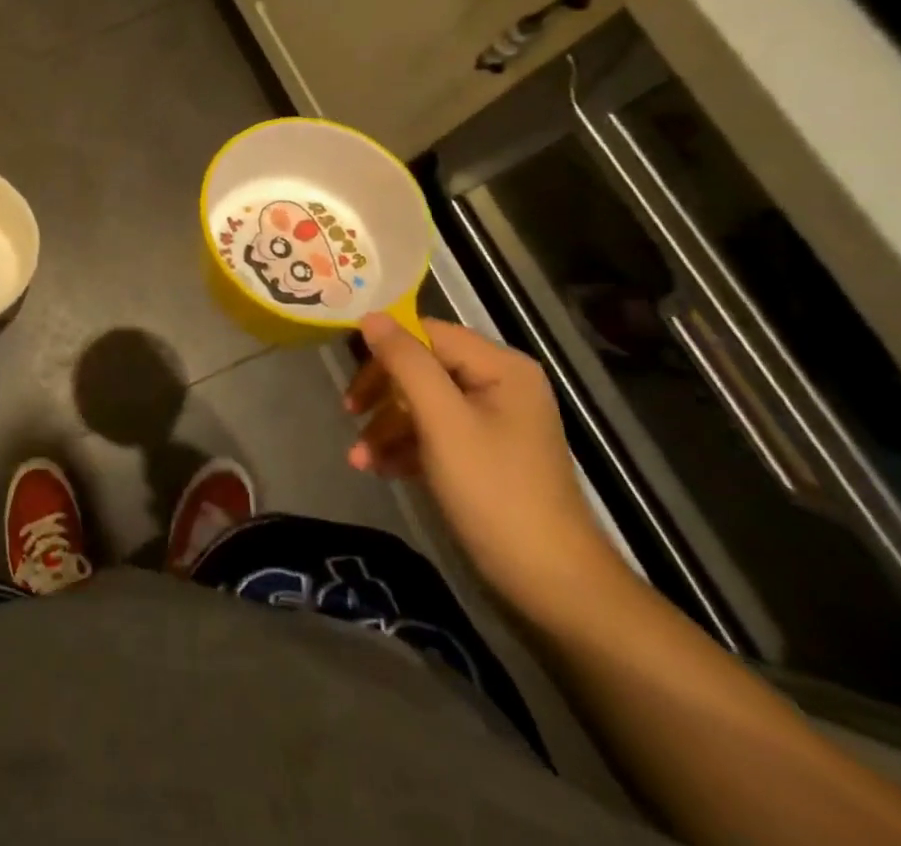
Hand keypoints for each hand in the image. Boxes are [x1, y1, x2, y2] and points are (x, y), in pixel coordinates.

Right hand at [344, 315, 621, 619]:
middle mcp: (499, 384)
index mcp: (500, 367)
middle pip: (422, 367)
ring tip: (358, 459)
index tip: (350, 375)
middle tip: (349, 414)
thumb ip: (406, 363)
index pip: (427, 333)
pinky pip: (435, 432)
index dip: (384, 349)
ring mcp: (493, 420)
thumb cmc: (494, 492)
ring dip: (387, 426)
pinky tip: (380, 469)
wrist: (551, 585)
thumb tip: (370, 315)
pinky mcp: (485, 452)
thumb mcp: (442, 421)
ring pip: (423, 403)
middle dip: (382, 394)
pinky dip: (405, 446)